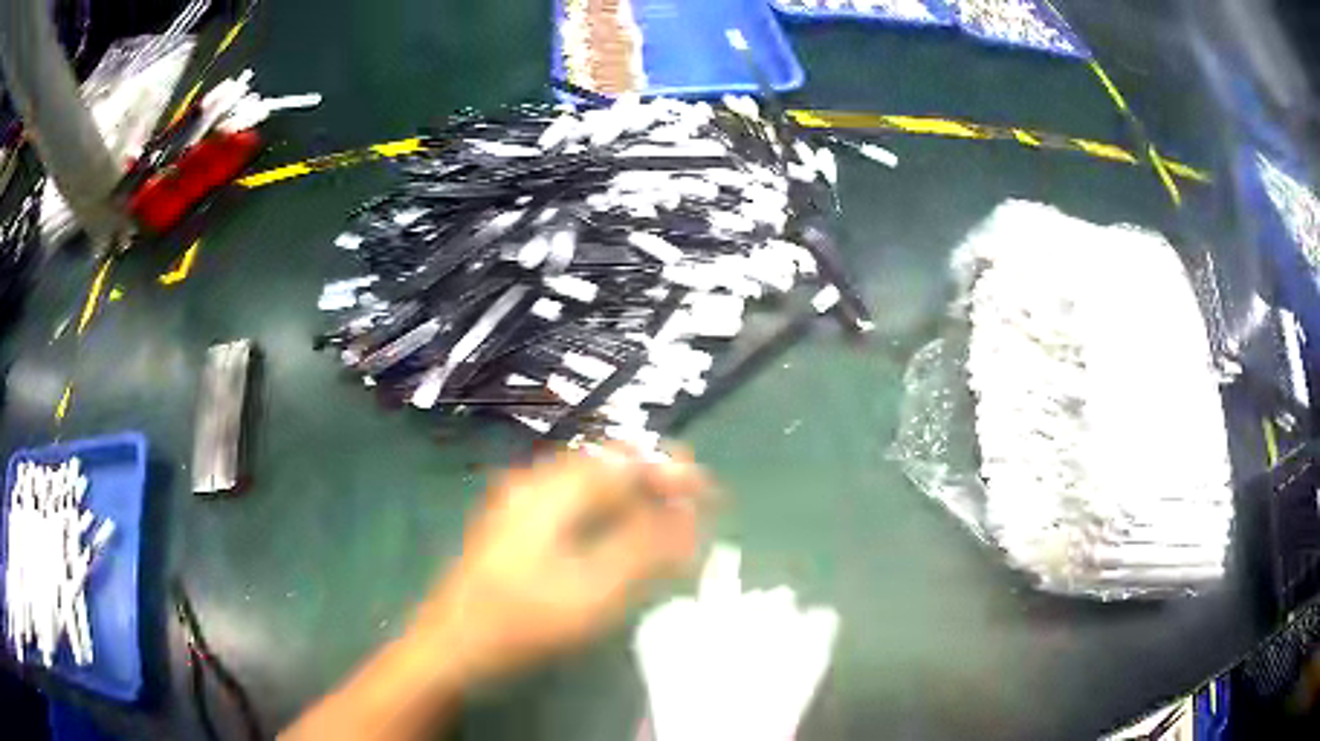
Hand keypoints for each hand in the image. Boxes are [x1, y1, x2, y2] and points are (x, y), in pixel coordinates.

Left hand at [420, 444, 709, 684]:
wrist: (452, 646)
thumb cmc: (523, 619)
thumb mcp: (595, 589)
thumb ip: (647, 548)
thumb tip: (690, 514)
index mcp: (552, 488)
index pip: (625, 460)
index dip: (671, 469)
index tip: (707, 491)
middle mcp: (534, 484)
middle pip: (608, 469)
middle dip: (654, 485)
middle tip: (690, 514)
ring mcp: (519, 505)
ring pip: (590, 489)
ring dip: (631, 503)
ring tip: (663, 532)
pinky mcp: (514, 529)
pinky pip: (572, 508)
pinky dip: (605, 519)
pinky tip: (617, 545)